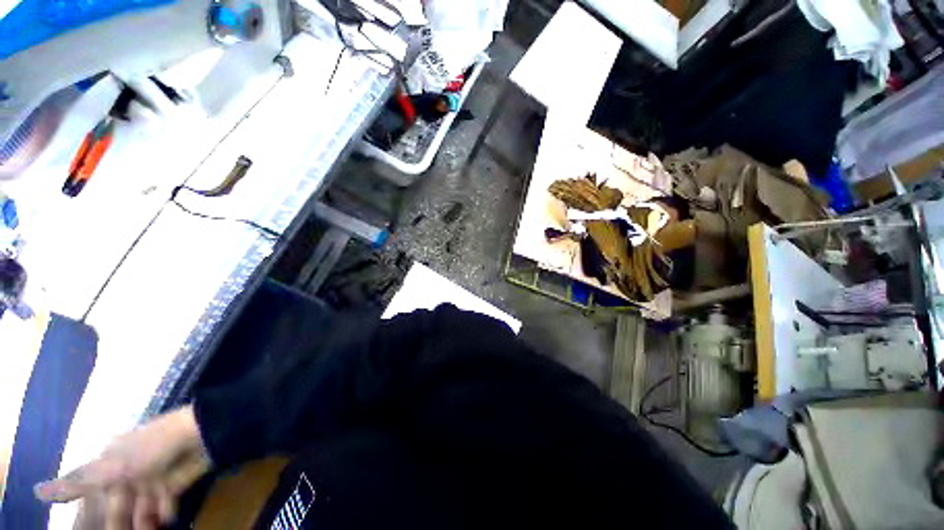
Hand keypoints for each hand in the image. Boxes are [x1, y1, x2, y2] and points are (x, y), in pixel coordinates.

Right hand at [34, 405, 210, 529]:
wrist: (201, 435)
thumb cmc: (152, 447)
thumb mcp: (110, 466)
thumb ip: (77, 481)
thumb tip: (38, 492)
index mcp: (109, 463)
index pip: (91, 493)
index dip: (89, 514)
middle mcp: (127, 472)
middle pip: (116, 507)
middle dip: (117, 523)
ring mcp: (150, 479)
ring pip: (139, 510)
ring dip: (141, 523)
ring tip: (144, 528)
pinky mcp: (171, 485)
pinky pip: (162, 506)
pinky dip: (162, 514)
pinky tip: (164, 518)